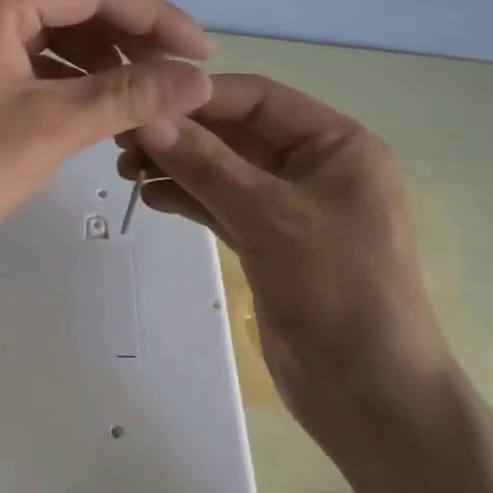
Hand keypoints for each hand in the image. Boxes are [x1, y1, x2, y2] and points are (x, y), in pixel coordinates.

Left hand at [0, 0, 213, 282]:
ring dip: (104, 61)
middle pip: (75, 4)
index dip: (157, 17)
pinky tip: (101, 105)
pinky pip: (31, 58)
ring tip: (149, 96)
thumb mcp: (52, 128)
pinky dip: (70, 78)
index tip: (203, 53)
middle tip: (180, 78)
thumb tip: (200, 80)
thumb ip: (130, 95)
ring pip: (54, 33)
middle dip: (132, 39)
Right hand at [119, 74, 454, 467]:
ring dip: (180, 166)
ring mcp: (293, 207)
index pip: (261, 99)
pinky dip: (191, 199)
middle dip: (184, 134)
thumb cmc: (336, 288)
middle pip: (240, 134)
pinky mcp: (273, 243)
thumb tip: (148, 118)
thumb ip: (206, 164)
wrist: (370, 395)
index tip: (142, 97)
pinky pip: (225, 207)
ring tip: (125, 169)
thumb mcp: (269, 216)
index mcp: (338, 144)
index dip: (201, 96)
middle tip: (122, 138)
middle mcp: (317, 166)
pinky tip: (151, 196)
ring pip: (227, 171)